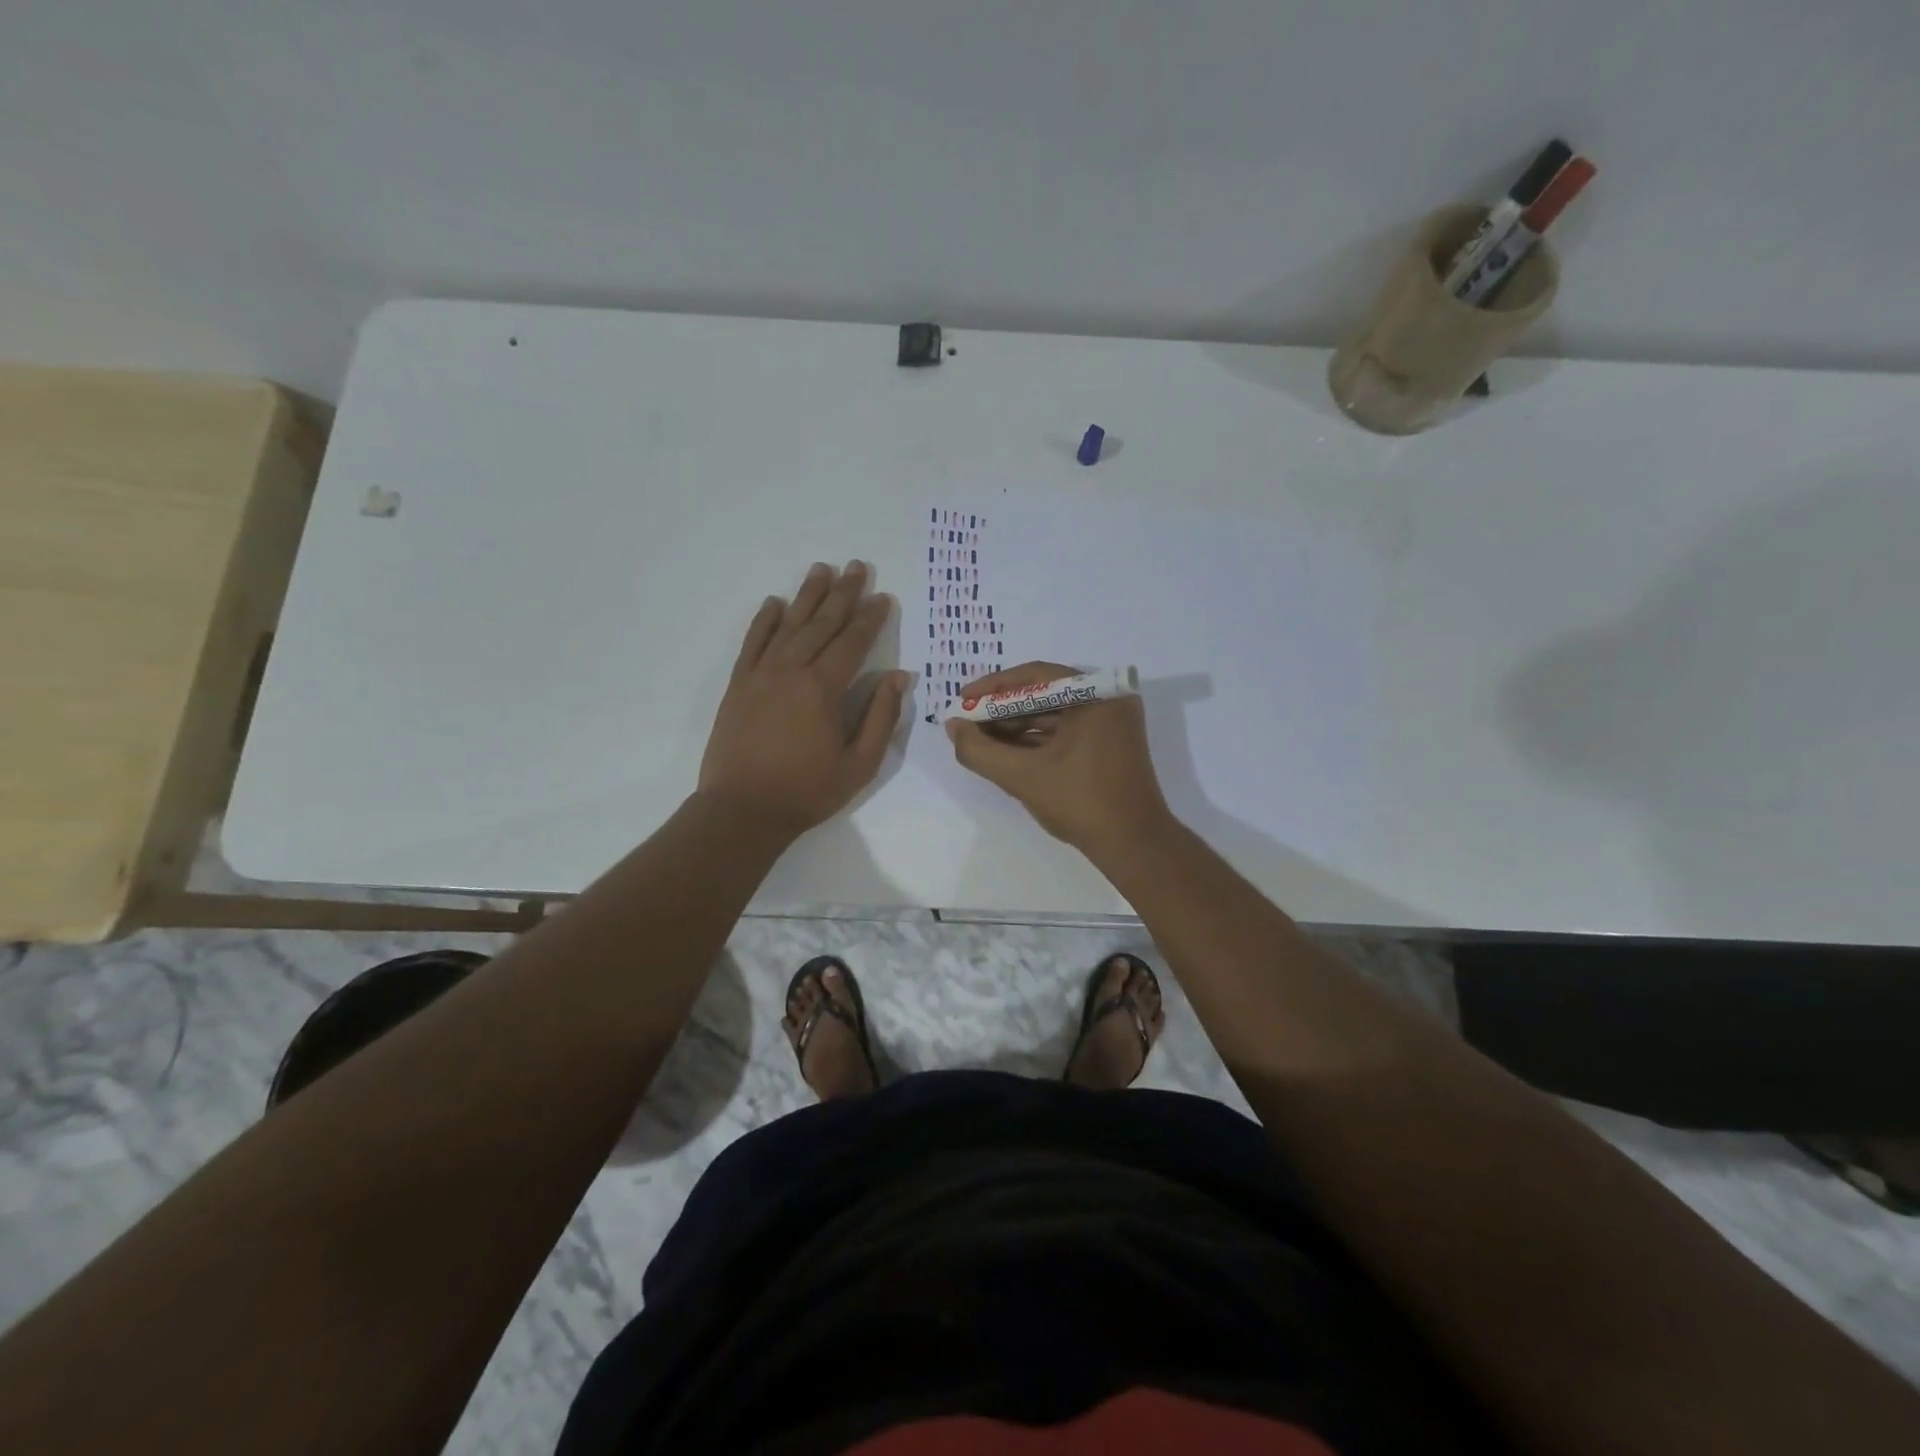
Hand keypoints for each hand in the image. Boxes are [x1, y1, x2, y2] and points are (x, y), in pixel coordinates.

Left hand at [699, 561, 909, 835]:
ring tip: (821, 569)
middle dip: (842, 594)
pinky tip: (774, 603)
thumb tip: (899, 677)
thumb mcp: (859, 764)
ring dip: (807, 596)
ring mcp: (760, 675)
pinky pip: (753, 643)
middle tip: (857, 566)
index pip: (853, 642)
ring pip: (788, 625)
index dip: (870, 618)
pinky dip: (764, 621)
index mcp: (823, 689)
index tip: (883, 597)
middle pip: (822, 623)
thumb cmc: (807, 791)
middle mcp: (791, 671)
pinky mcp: (738, 685)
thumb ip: (880, 717)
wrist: (742, 810)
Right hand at [945, 661, 1173, 854]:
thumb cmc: (1081, 803)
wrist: (1133, 845)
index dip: (994, 687)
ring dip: (1016, 727)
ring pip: (1053, 715)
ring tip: (980, 739)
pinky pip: (1065, 732)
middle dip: (1002, 710)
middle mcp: (1107, 700)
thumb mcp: (1022, 776)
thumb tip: (953, 727)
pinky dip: (1036, 741)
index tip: (963, 698)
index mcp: (1096, 696)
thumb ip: (980, 750)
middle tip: (968, 722)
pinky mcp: (1109, 745)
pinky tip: (1006, 752)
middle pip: (1043, 694)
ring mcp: (1111, 723)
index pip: (1035, 676)